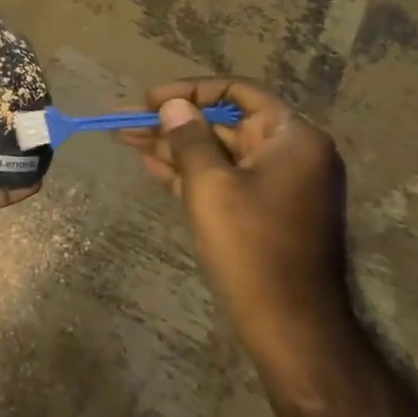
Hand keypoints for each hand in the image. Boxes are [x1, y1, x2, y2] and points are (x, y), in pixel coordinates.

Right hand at [122, 78, 350, 353]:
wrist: (290, 326)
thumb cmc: (251, 247)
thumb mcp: (210, 185)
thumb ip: (189, 138)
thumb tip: (173, 105)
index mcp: (292, 137)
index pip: (237, 92)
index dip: (189, 90)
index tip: (148, 100)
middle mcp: (291, 153)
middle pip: (224, 123)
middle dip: (174, 122)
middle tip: (126, 122)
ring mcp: (280, 184)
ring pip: (220, 152)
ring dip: (175, 146)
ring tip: (125, 139)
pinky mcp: (265, 210)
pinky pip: (225, 178)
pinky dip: (191, 172)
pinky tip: (151, 165)